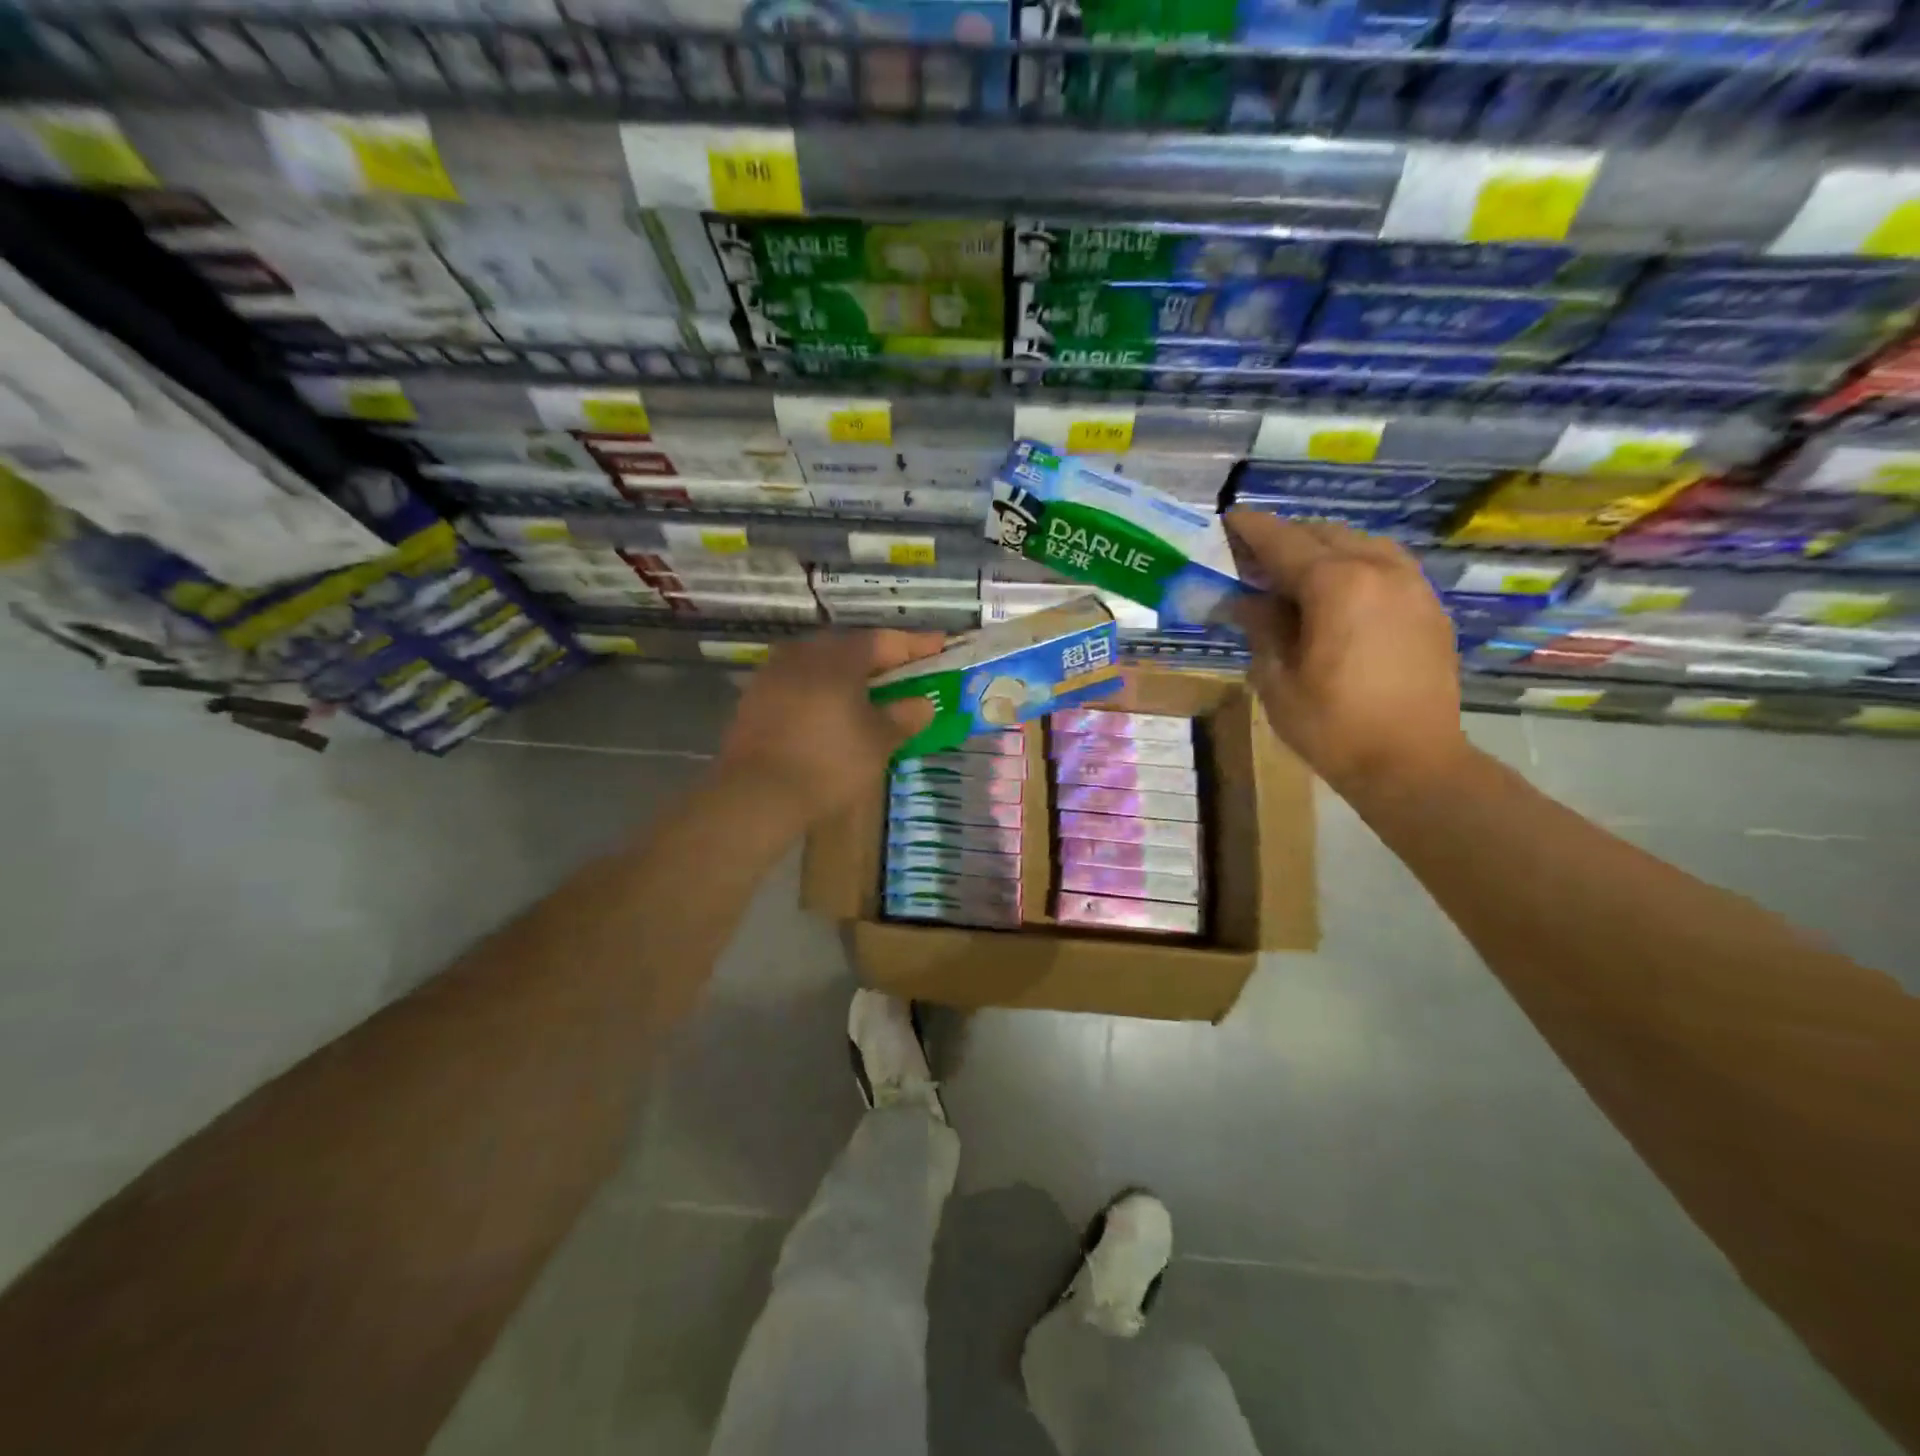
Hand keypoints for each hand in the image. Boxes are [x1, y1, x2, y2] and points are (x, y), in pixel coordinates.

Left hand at [715, 630, 942, 826]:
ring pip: (821, 664)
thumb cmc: (829, 762)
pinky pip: (800, 683)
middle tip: (904, 671)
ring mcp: (774, 674)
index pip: (885, 640)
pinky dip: (822, 690)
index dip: (916, 645)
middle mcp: (804, 654)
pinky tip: (832, 710)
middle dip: (880, 658)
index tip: (940, 646)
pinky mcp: (756, 699)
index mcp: (839, 657)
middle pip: (850, 647)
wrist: (757, 794)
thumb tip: (922, 703)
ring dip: (848, 674)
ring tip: (869, 692)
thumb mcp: (878, 742)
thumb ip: (903, 716)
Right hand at [1226, 510, 1466, 795]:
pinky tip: (1336, 593)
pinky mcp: (1428, 607)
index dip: (1251, 529)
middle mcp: (1379, 569)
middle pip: (1323, 533)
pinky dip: (1353, 564)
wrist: (1413, 763)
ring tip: (1293, 573)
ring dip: (1322, 548)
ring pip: (1359, 543)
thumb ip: (1260, 626)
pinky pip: (1385, 565)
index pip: (1283, 542)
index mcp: (1336, 584)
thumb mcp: (1277, 678)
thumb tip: (1243, 600)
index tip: (1227, 520)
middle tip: (1252, 558)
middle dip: (1285, 538)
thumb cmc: (1332, 726)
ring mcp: (1411, 585)